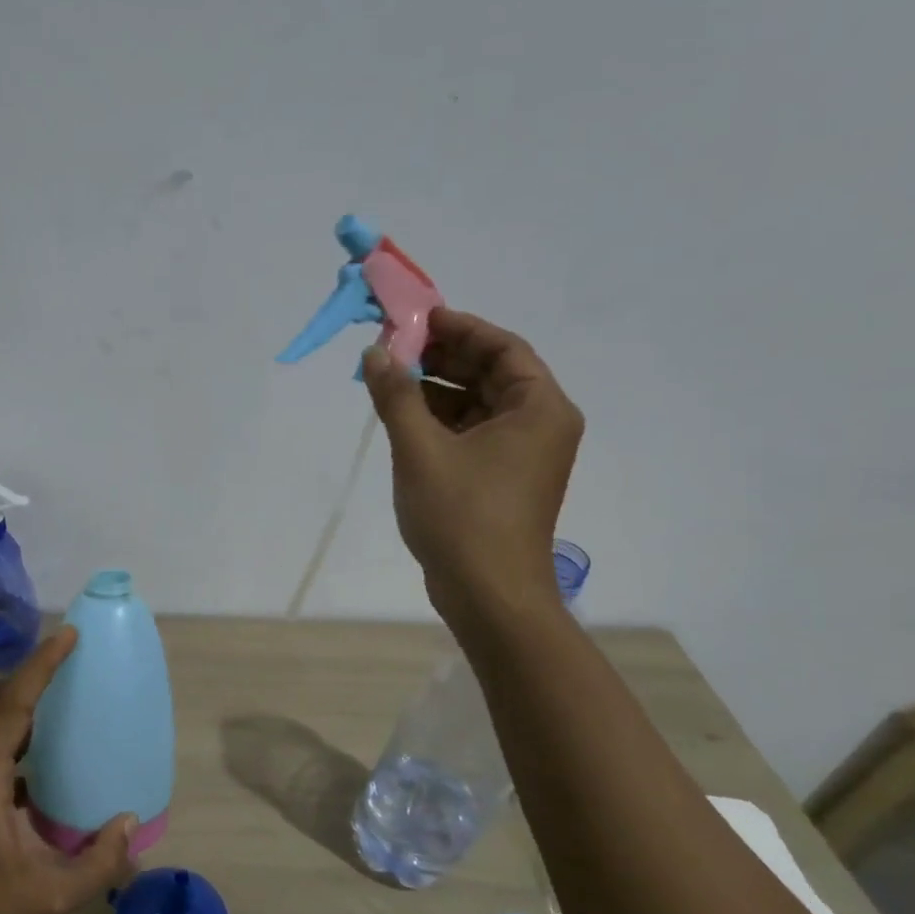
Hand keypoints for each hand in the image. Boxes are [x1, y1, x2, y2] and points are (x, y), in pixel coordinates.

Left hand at [0, 629, 136, 913]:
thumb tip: (130, 822)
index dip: (42, 665)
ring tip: (66, 681)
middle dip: (36, 667)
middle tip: (73, 648)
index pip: (14, 702)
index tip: (69, 635)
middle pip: (2, 697)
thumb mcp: (50, 898)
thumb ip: (98, 864)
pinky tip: (50, 738)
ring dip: (28, 691)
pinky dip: (23, 720)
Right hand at [363, 309, 583, 633]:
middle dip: (443, 358)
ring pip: (478, 404)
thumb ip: (396, 396)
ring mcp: (521, 455)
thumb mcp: (421, 449)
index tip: (418, 319)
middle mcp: (539, 425)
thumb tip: (375, 353)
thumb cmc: (462, 515)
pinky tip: (401, 416)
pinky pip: (471, 432)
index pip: (504, 348)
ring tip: (389, 379)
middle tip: (395, 347)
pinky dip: (439, 420)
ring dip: (436, 390)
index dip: (460, 328)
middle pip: (491, 373)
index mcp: (539, 409)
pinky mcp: (501, 479)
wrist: (487, 594)